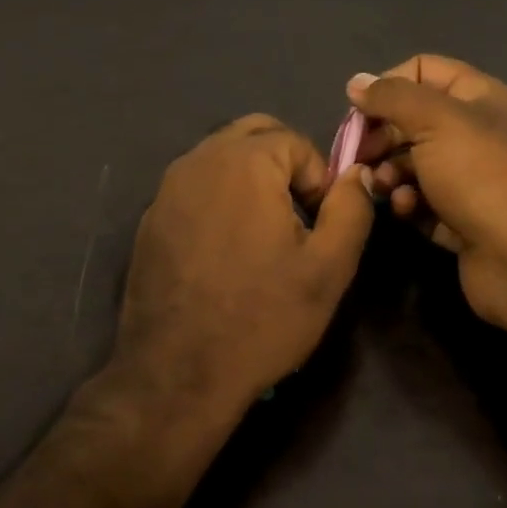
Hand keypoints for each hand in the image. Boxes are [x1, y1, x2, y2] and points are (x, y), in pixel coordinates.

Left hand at [113, 114, 375, 410]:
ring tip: (263, 234)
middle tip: (296, 216)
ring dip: (250, 178)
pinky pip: (195, 187)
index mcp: (245, 162)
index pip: (296, 141)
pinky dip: (218, 199)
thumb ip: (351, 208)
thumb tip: (356, 172)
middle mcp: (199, 160)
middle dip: (284, 163)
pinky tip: (224, 251)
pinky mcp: (149, 218)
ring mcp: (167, 189)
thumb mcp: (328, 267)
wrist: (178, 373)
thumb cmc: (263, 317)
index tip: (319, 225)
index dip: (319, 179)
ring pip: (221, 158)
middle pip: (254, 134)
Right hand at [349, 56, 506, 331]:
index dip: (387, 84)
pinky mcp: (461, 220)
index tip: (359, 112)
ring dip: (390, 173)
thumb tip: (356, 81)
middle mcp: (476, 133)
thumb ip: (392, 96)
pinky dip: (409, 204)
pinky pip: (422, 203)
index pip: (423, 70)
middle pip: (413, 120)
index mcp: (479, 98)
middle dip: (382, 136)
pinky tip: (406, 211)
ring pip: (413, 164)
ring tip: (383, 187)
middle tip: (360, 155)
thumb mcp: (435, 120)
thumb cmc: (482, 175)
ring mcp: (469, 179)